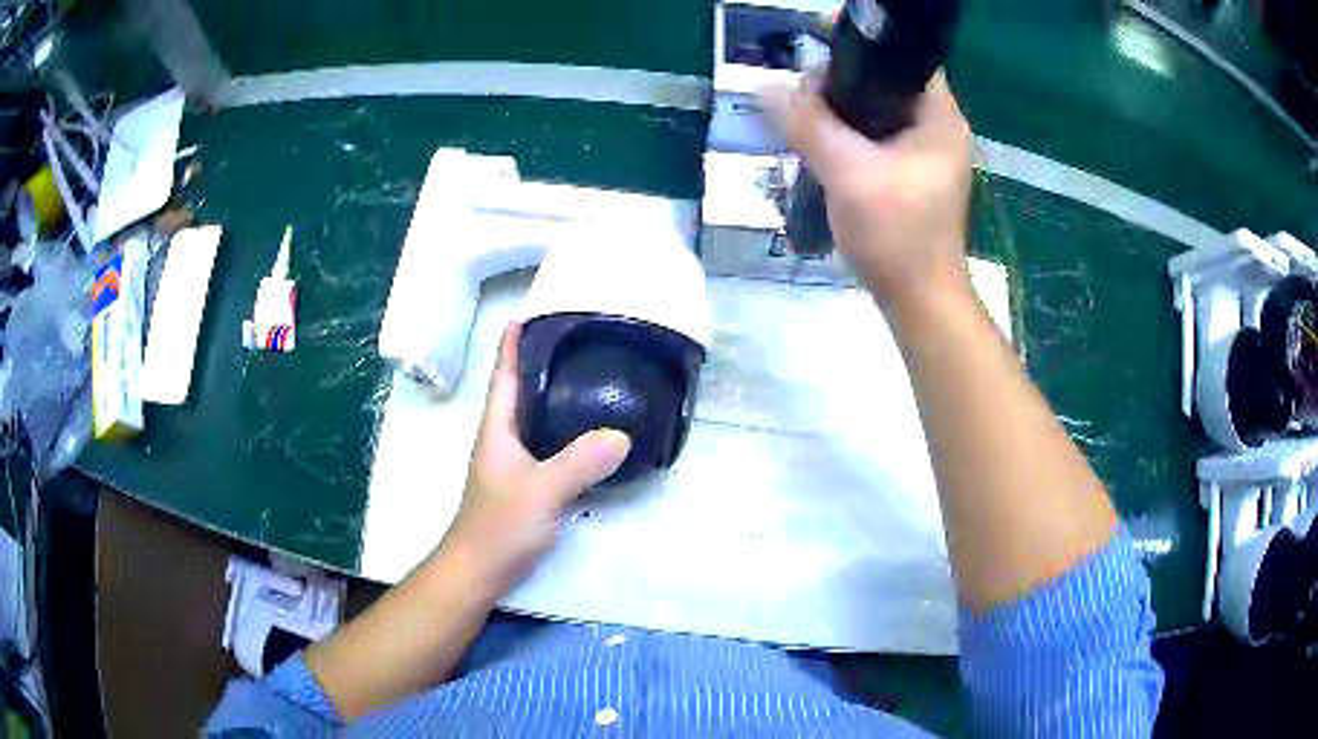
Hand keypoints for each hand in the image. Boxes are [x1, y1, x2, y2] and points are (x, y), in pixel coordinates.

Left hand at [440, 322, 631, 595]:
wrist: (479, 571)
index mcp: (497, 429)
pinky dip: (565, 430)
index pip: (504, 376)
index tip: (527, 312)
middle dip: (540, 363)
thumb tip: (621, 434)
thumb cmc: (499, 527)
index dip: (512, 344)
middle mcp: (502, 439)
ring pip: (534, 418)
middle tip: (576, 340)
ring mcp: (513, 464)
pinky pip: (547, 445)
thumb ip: (579, 463)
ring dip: (554, 396)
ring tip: (588, 377)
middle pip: (520, 391)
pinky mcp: (525, 485)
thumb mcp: (542, 492)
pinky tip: (589, 434)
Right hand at [759, 72, 974, 317]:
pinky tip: (820, 144)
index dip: (862, 49)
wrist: (919, 301)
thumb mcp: (848, 174)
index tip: (818, 57)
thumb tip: (765, 87)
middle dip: (842, 84)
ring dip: (840, 112)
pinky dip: (848, 136)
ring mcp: (926, 154)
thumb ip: (808, 126)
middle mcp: (938, 129)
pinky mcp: (911, 175)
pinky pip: (875, 139)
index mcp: (939, 119)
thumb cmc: (897, 235)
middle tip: (802, 98)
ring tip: (803, 119)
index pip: (904, 59)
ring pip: (877, 112)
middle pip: (885, 83)